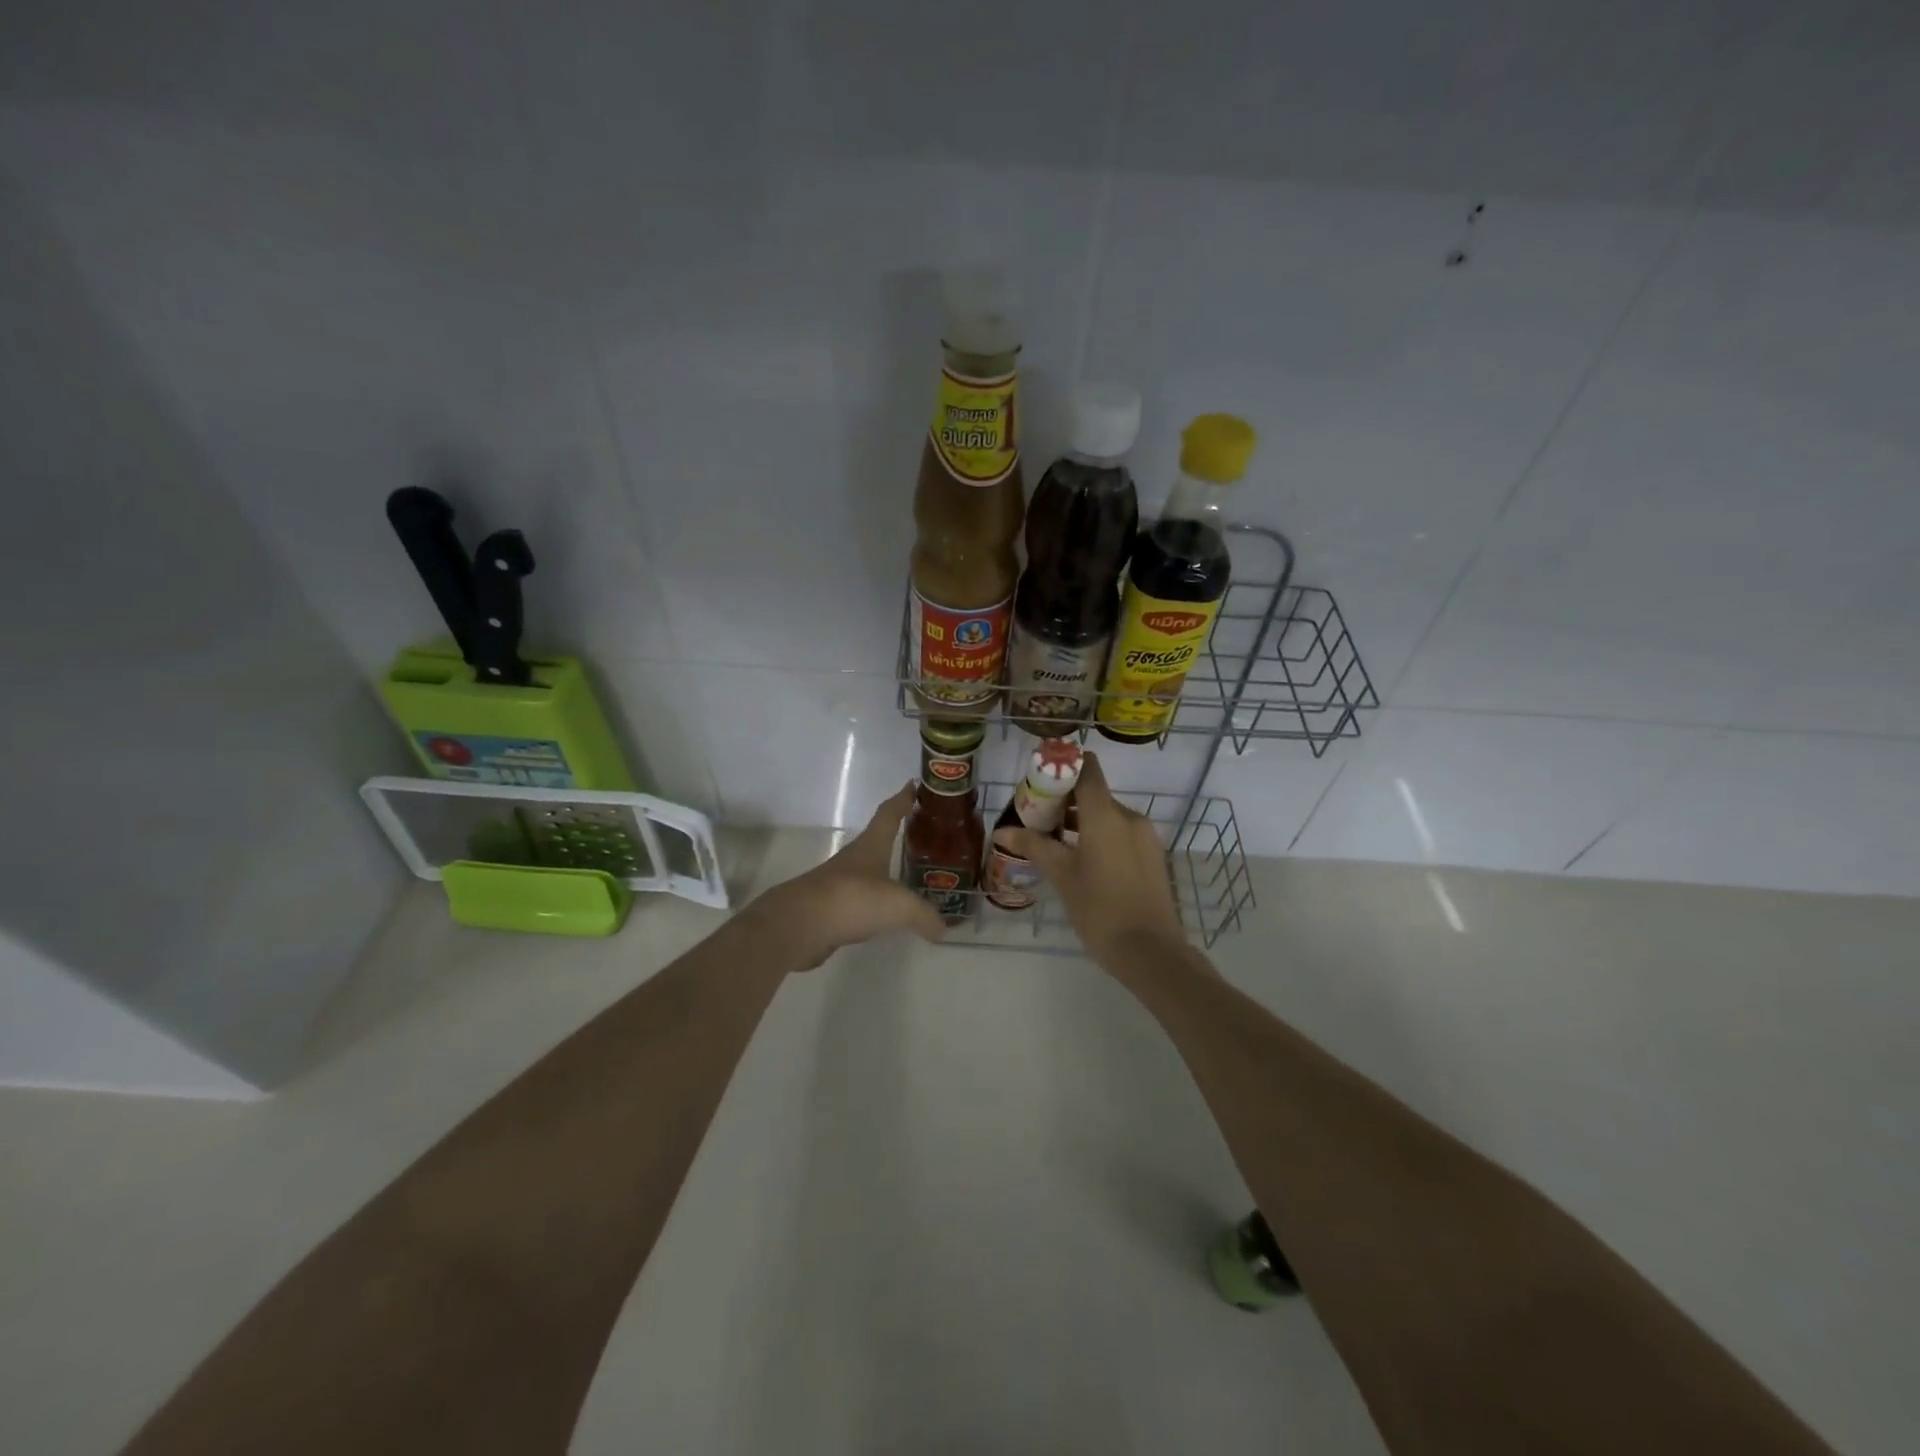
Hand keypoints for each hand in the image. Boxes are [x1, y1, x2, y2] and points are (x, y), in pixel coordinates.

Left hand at [747, 782, 946, 968]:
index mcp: (871, 846)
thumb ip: (924, 915)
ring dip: (884, 872)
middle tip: (922, 836)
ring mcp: (838, 884)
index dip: (902, 799)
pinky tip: (884, 915)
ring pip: (868, 873)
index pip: (889, 814)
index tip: (912, 785)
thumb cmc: (852, 899)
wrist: (798, 925)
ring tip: (908, 879)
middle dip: (897, 836)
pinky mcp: (829, 910)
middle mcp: (854, 860)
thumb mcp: (899, 906)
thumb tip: (942, 929)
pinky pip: (859, 902)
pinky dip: (873, 905)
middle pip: (878, 840)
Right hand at [991, 752, 1183, 966]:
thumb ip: (1033, 846)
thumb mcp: (1062, 876)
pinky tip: (1082, 859)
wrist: (1151, 952)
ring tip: (1054, 839)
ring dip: (1082, 820)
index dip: (1065, 765)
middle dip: (1066, 800)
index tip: (1041, 776)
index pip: (1087, 770)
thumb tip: (1002, 831)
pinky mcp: (1152, 856)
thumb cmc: (1100, 909)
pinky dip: (1100, 836)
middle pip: (1095, 794)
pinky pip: (1121, 833)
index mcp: (1106, 815)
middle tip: (1037, 815)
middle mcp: (1129, 817)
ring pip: (1108, 816)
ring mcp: (1145, 837)